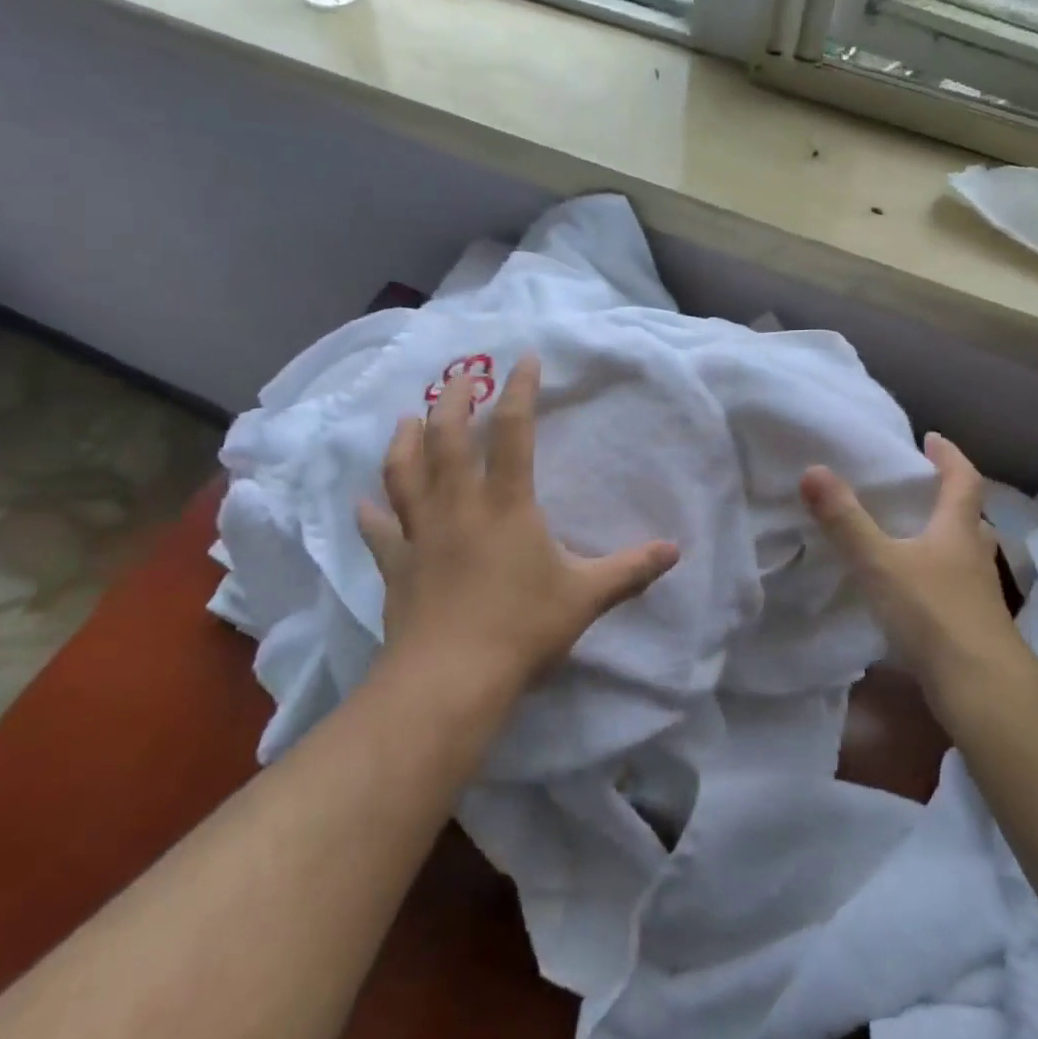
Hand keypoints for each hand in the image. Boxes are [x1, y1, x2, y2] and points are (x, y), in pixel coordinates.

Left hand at [358, 355, 679, 703]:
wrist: (450, 680)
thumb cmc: (523, 629)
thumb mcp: (586, 597)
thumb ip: (630, 570)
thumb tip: (675, 550)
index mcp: (507, 504)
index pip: (512, 431)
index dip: (519, 390)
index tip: (523, 359)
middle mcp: (458, 506)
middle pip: (446, 438)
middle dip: (452, 401)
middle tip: (458, 377)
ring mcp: (421, 534)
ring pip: (404, 473)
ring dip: (404, 441)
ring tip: (406, 419)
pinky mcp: (397, 565)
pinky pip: (380, 531)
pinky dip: (371, 514)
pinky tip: (362, 503)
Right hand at [800, 433, 1020, 693]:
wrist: (981, 687)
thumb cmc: (933, 613)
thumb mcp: (879, 562)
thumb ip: (845, 520)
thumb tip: (813, 470)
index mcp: (958, 530)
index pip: (963, 480)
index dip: (949, 456)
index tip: (931, 438)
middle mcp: (973, 554)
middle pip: (968, 515)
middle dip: (946, 496)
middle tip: (917, 487)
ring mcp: (976, 592)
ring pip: (963, 551)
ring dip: (943, 536)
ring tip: (910, 533)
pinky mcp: (970, 622)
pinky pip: (953, 583)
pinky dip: (935, 573)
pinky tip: (911, 586)